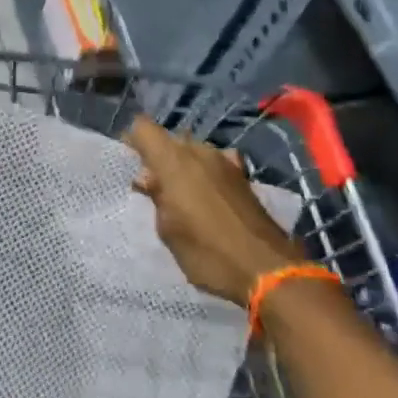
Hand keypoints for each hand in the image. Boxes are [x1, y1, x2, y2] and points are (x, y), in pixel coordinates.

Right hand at [127, 116, 302, 304]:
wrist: (268, 270)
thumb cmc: (208, 252)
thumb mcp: (169, 231)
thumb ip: (156, 198)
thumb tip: (146, 177)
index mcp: (174, 161)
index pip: (143, 127)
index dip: (133, 140)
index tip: (128, 162)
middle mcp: (199, 152)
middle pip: (170, 138)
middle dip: (159, 155)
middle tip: (153, 185)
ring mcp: (225, 162)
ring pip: (194, 150)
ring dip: (184, 164)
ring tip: (180, 193)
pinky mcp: (244, 177)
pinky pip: (216, 163)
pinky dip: (207, 172)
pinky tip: (209, 194)